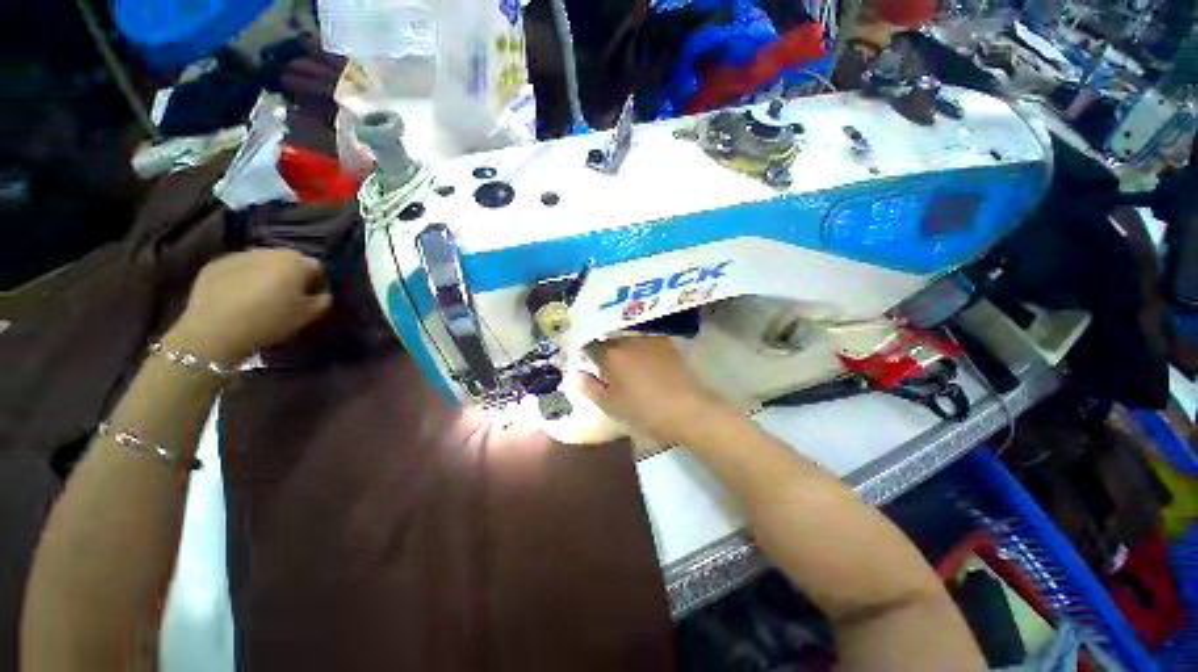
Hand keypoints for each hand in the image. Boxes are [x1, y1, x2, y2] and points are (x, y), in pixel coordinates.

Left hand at [167, 249, 332, 363]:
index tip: (312, 299)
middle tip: (287, 299)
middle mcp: (268, 251)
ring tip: (260, 299)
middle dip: (291, 276)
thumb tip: (324, 294)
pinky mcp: (214, 265)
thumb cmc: (270, 320)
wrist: (215, 329)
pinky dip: (241, 280)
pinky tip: (238, 300)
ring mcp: (238, 255)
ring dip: (265, 276)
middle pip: (288, 261)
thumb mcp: (308, 316)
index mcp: (295, 261)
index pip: (317, 267)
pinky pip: (237, 270)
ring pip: (261, 264)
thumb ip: (323, 301)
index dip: (318, 283)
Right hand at [577, 337, 729, 444]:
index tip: (585, 358)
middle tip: (601, 357)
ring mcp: (648, 339)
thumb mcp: (610, 405)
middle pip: (608, 335)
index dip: (585, 350)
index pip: (589, 344)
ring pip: (626, 335)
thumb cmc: (643, 410)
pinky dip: (638, 344)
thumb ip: (590, 388)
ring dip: (620, 342)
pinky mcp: (665, 342)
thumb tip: (577, 374)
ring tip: (621, 355)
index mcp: (610, 355)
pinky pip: (644, 338)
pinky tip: (641, 355)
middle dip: (602, 343)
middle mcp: (627, 340)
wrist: (685, 409)